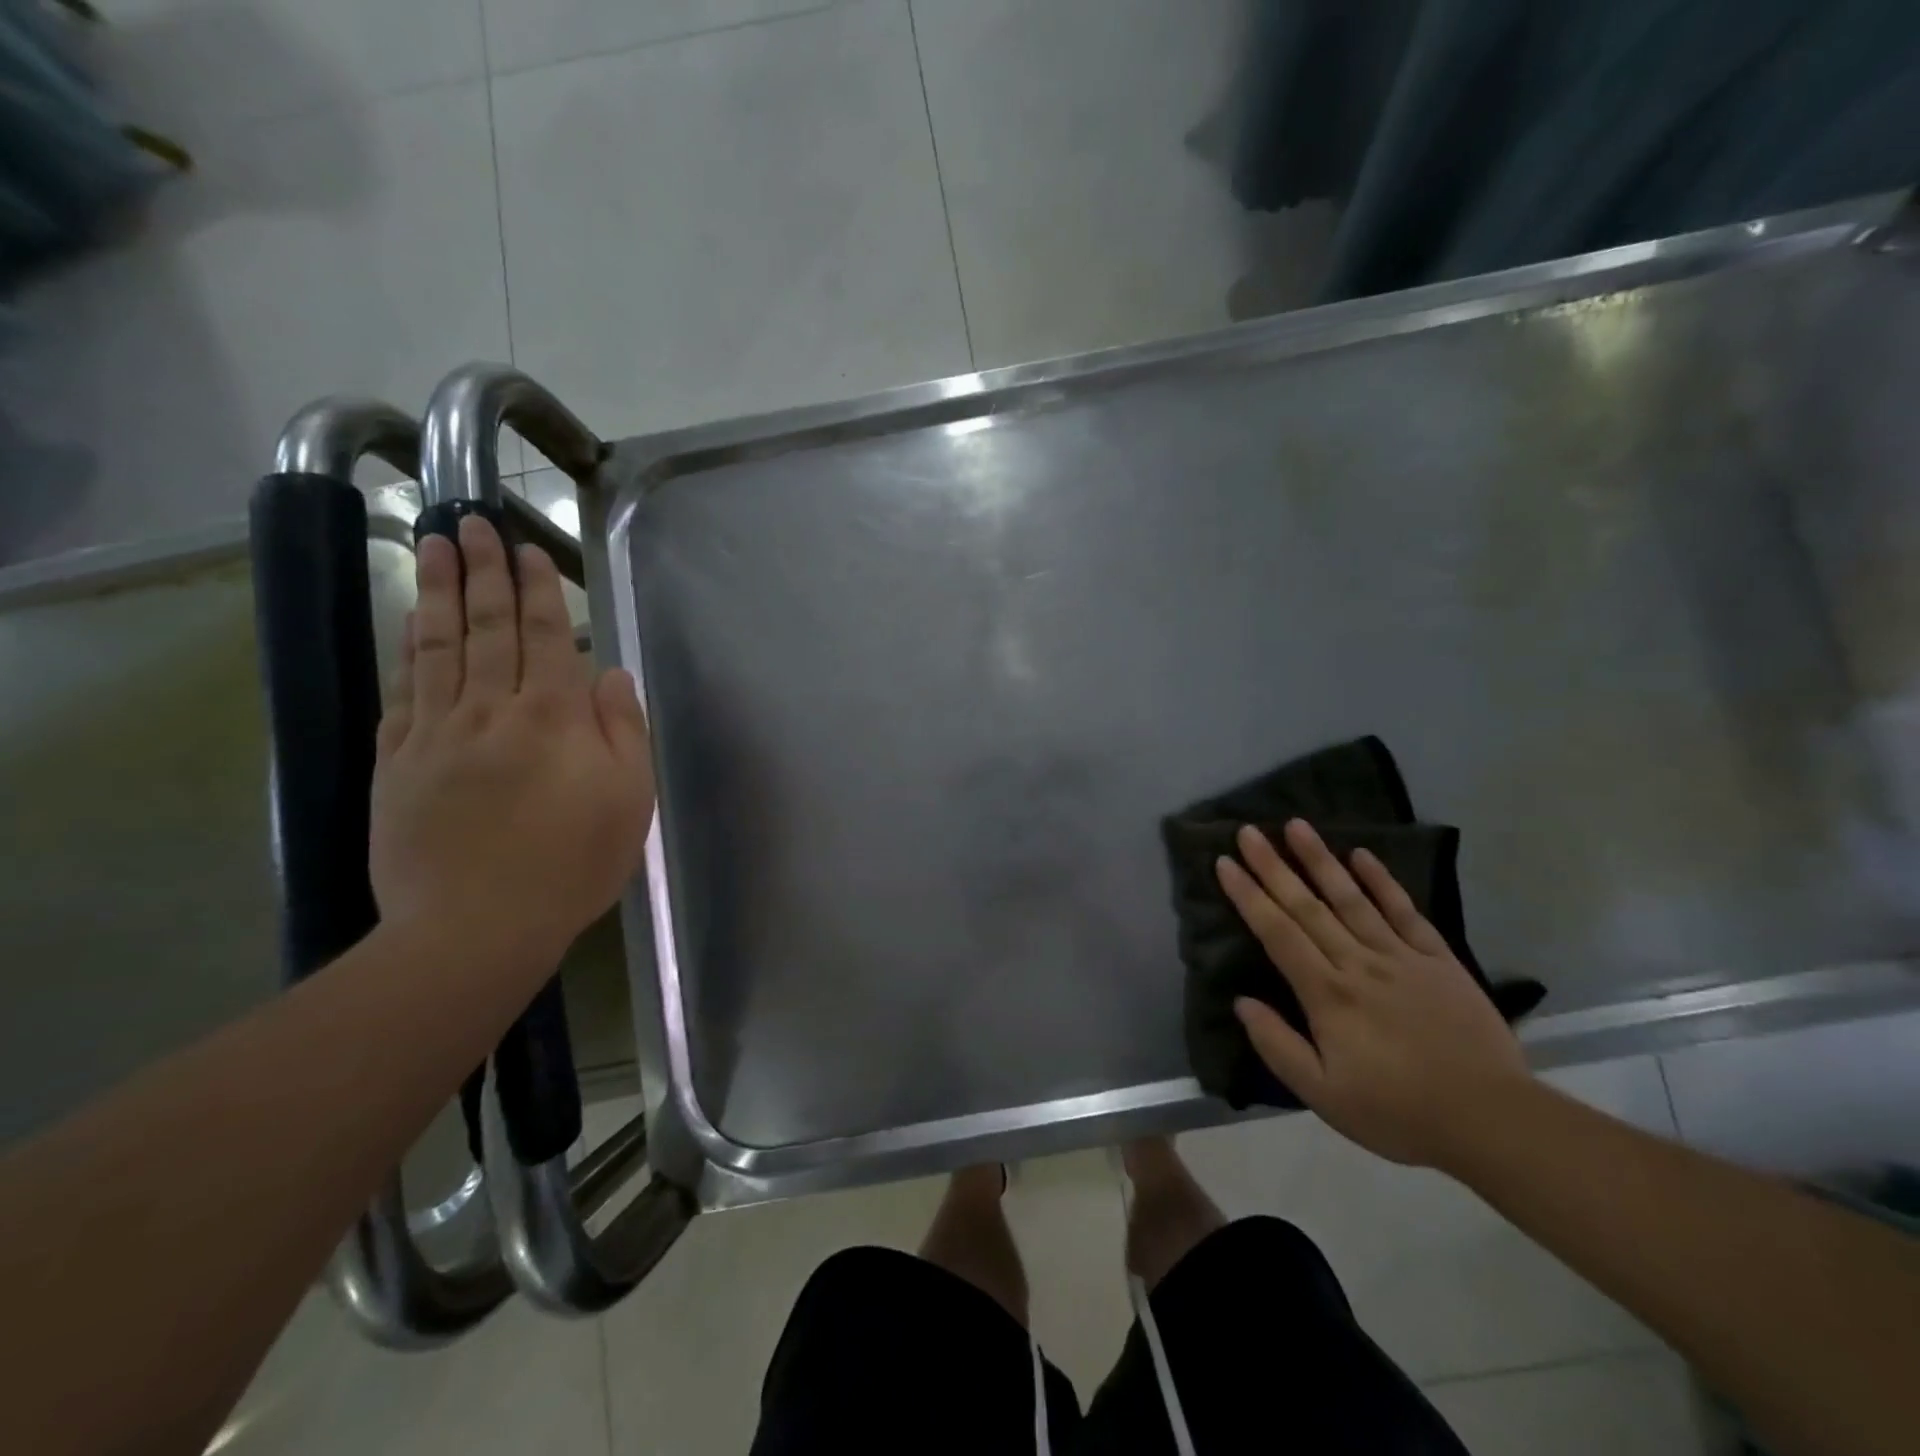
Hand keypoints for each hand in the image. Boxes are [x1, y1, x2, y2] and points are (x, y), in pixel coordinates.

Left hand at [371, 515, 654, 969]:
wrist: (477, 926)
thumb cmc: (573, 863)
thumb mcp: (629, 799)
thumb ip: (624, 730)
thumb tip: (611, 673)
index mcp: (554, 719)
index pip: (544, 638)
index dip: (536, 590)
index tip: (525, 549)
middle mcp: (492, 711)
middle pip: (487, 629)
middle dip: (481, 572)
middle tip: (469, 522)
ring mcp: (437, 734)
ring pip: (438, 649)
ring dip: (438, 593)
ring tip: (433, 547)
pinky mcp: (397, 763)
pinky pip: (402, 693)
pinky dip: (406, 651)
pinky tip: (409, 624)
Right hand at [1215, 820, 1529, 1168]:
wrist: (1491, 1120)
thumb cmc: (1398, 1112)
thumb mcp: (1324, 1095)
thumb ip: (1278, 1046)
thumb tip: (1241, 1002)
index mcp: (1327, 994)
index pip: (1277, 933)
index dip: (1248, 896)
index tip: (1225, 863)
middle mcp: (1358, 963)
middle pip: (1307, 906)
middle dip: (1272, 866)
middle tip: (1247, 831)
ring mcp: (1400, 957)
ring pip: (1351, 898)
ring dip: (1320, 859)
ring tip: (1296, 825)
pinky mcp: (1438, 960)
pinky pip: (1405, 912)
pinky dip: (1383, 882)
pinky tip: (1363, 855)